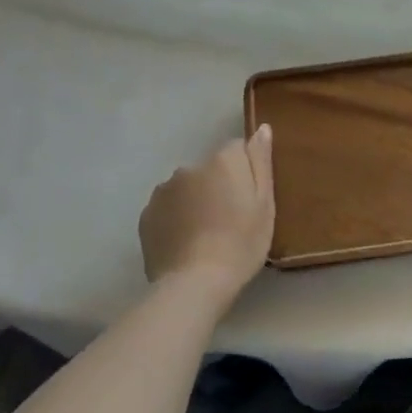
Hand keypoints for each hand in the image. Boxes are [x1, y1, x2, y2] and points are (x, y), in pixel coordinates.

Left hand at [138, 126, 275, 306]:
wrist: (194, 285)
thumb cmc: (241, 243)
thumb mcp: (264, 204)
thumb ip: (260, 162)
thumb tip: (261, 127)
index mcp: (222, 161)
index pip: (237, 149)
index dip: (245, 173)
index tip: (249, 200)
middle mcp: (189, 167)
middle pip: (209, 169)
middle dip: (218, 185)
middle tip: (229, 220)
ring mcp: (163, 191)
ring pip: (186, 188)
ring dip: (195, 201)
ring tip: (205, 235)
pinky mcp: (147, 215)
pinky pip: (168, 208)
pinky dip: (176, 218)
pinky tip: (186, 242)